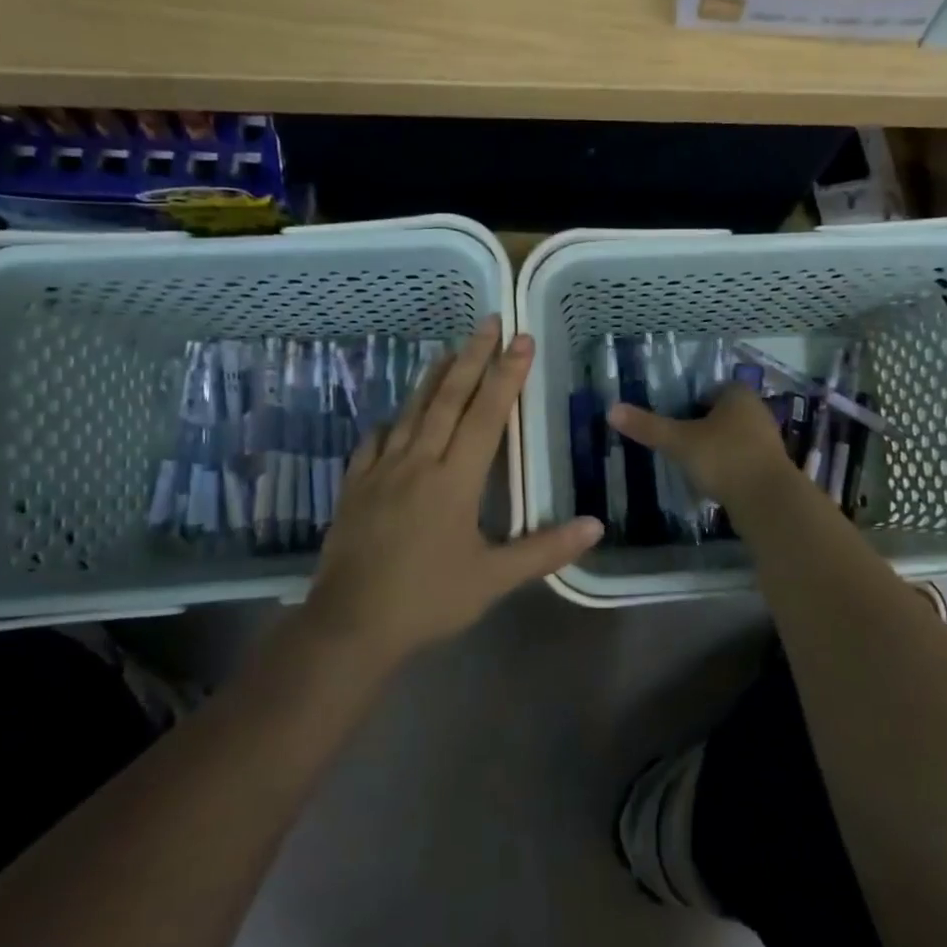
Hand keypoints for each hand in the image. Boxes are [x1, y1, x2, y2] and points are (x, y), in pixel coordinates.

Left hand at [305, 316, 602, 659]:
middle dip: (472, 357)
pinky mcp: (355, 486)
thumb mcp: (494, 579)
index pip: (486, 415)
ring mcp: (381, 471)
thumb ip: (545, 549)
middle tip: (488, 321)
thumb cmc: (428, 599)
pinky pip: (376, 440)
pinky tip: (397, 416)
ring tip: (450, 349)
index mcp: (455, 479)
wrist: (350, 625)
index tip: (522, 339)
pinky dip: (393, 421)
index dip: (507, 374)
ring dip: (434, 377)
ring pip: (411, 411)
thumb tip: (596, 525)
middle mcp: (418, 462)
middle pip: (448, 398)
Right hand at [608, 384, 795, 509]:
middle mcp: (756, 412)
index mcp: (738, 395)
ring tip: (689, 464)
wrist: (767, 501)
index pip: (710, 390)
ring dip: (714, 448)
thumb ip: (648, 426)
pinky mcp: (769, 468)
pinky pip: (741, 461)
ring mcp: (766, 441)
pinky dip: (726, 468)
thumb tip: (611, 410)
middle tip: (675, 442)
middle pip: (721, 414)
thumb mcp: (679, 441)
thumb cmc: (723, 458)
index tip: (671, 420)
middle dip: (701, 426)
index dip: (689, 403)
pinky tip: (710, 482)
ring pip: (732, 438)